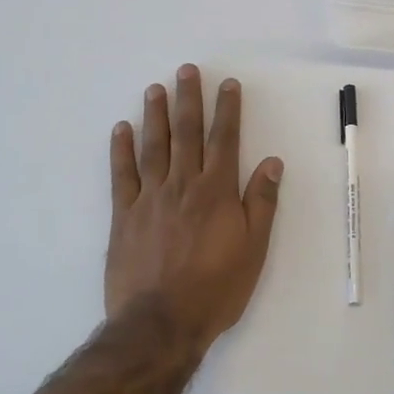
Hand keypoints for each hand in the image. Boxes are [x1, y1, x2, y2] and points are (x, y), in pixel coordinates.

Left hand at [106, 65, 282, 348]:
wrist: (161, 322)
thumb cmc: (216, 288)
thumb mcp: (254, 249)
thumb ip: (262, 202)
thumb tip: (272, 162)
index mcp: (217, 192)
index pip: (224, 140)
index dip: (227, 110)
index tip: (227, 84)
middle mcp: (183, 186)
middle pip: (186, 134)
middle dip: (189, 100)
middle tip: (187, 70)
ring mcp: (150, 198)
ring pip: (153, 147)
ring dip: (155, 115)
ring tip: (156, 88)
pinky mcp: (124, 215)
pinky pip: (122, 175)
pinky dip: (121, 150)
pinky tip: (122, 129)